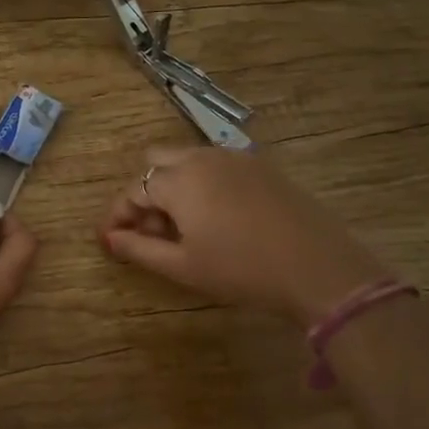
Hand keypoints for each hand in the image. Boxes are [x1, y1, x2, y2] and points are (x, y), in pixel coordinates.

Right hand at [98, 146, 388, 325]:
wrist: (317, 267)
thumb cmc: (241, 270)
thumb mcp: (183, 266)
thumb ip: (139, 248)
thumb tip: (111, 238)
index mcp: (178, 180)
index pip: (132, 190)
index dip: (116, 216)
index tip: (110, 242)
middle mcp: (202, 158)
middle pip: (155, 162)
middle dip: (144, 193)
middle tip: (150, 232)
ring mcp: (234, 158)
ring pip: (186, 160)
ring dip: (172, 186)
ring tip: (182, 228)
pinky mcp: (260, 166)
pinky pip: (216, 165)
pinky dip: (202, 184)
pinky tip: (216, 218)